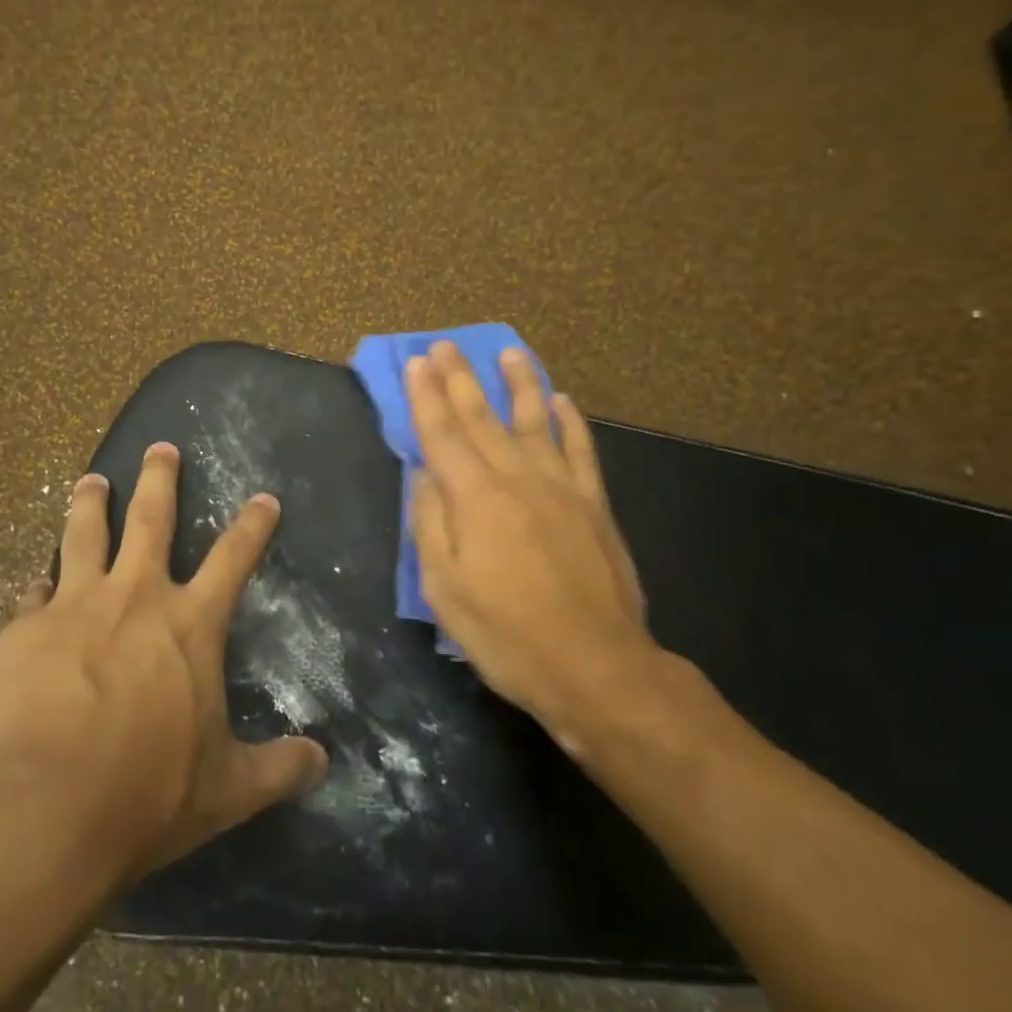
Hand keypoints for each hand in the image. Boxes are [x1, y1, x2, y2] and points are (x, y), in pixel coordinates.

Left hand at [0, 442, 327, 881]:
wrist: (46, 811)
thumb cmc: (148, 793)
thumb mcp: (227, 789)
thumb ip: (278, 767)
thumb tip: (323, 761)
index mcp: (190, 623)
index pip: (233, 558)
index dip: (253, 526)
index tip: (264, 498)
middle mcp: (135, 596)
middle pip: (152, 518)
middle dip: (159, 477)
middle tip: (160, 447)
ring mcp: (74, 605)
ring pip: (84, 533)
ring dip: (90, 502)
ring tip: (90, 481)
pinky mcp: (22, 630)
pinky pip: (33, 593)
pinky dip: (39, 586)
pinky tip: (35, 585)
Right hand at [406, 341, 662, 757]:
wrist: (596, 667)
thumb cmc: (506, 634)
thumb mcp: (444, 589)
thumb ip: (430, 524)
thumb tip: (423, 474)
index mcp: (474, 499)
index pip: (442, 434)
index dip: (425, 397)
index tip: (415, 363)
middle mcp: (517, 479)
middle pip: (482, 418)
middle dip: (460, 379)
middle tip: (445, 345)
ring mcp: (562, 488)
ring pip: (535, 421)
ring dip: (519, 384)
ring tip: (509, 352)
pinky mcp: (595, 505)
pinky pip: (581, 451)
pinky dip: (570, 422)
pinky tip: (562, 401)